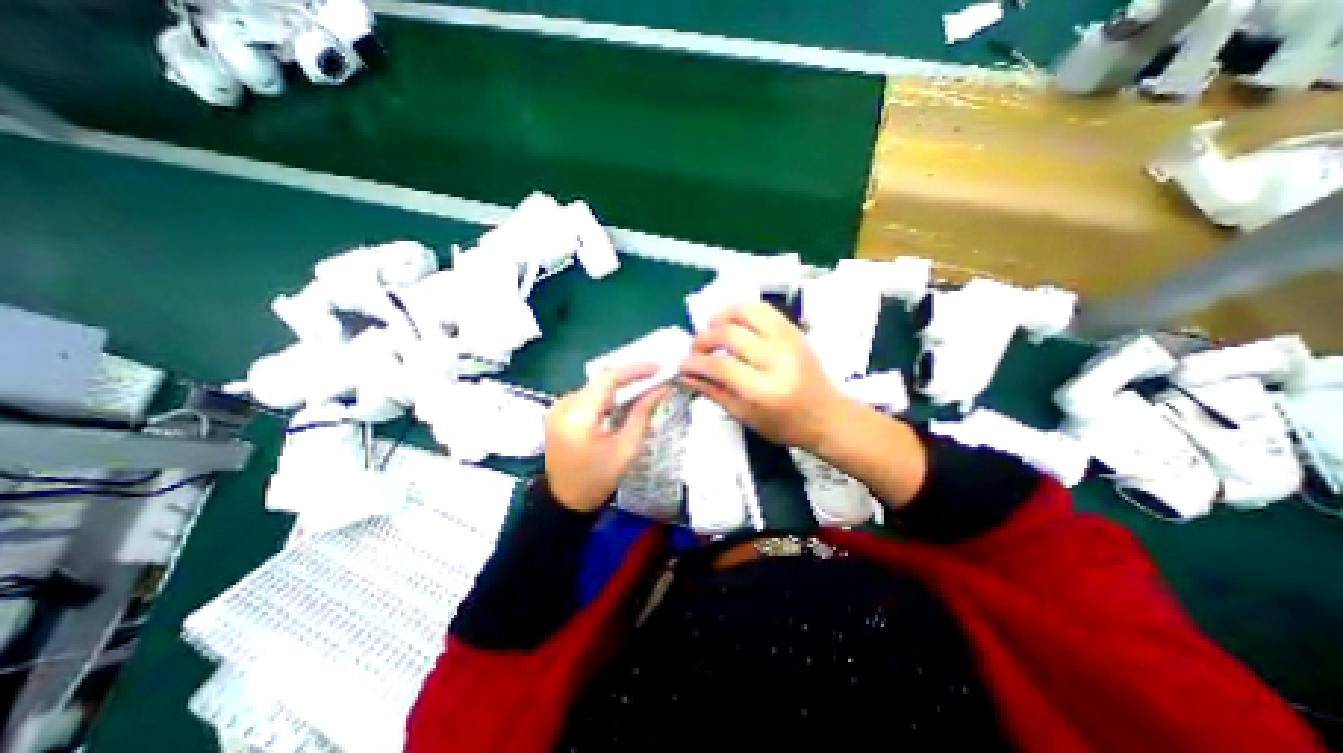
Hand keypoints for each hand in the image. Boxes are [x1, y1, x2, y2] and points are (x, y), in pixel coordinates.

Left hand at [542, 366, 667, 511]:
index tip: (658, 368)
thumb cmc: (598, 480)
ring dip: (618, 386)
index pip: (607, 378)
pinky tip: (622, 400)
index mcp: (577, 417)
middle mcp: (562, 406)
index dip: (634, 370)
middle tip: (655, 377)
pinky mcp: (557, 413)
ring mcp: (556, 408)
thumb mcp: (626, 450)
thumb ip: (641, 415)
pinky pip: (586, 396)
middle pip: (600, 380)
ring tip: (643, 386)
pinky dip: (606, 395)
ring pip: (594, 387)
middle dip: (629, 377)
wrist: (564, 502)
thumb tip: (660, 389)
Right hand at [684, 301, 847, 453]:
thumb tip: (685, 375)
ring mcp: (789, 340)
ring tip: (711, 329)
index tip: (683, 364)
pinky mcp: (794, 330)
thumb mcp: (745, 417)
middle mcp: (777, 360)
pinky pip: (763, 309)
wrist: (827, 416)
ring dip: (721, 316)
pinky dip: (741, 310)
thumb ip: (713, 392)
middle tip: (695, 350)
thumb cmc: (785, 425)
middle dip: (703, 339)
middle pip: (729, 334)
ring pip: (746, 311)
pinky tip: (731, 323)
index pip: (720, 366)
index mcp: (765, 390)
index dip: (695, 362)